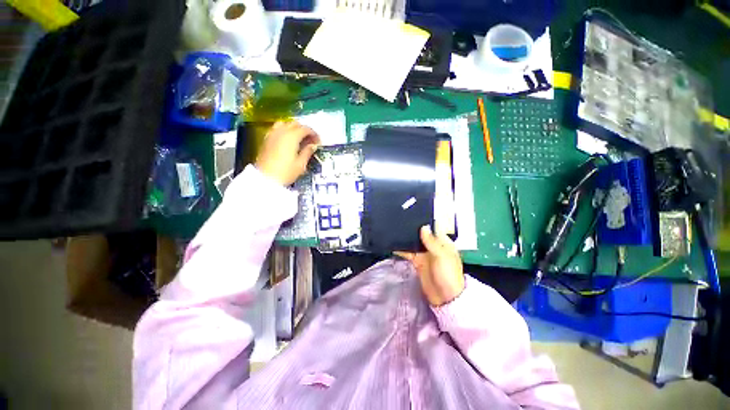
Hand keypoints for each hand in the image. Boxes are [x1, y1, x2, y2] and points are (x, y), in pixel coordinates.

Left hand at [255, 121, 320, 185]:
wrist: (265, 178)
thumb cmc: (285, 172)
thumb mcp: (301, 164)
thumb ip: (308, 152)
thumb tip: (313, 146)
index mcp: (292, 136)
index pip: (305, 129)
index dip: (314, 134)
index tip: (318, 141)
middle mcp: (282, 131)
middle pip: (295, 124)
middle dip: (304, 130)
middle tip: (310, 140)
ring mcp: (272, 134)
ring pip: (285, 124)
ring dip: (294, 128)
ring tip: (299, 138)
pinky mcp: (266, 139)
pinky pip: (277, 129)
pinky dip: (284, 130)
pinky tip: (287, 140)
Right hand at [396, 225, 464, 306]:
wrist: (445, 298)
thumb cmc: (447, 274)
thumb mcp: (442, 256)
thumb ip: (432, 242)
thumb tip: (423, 226)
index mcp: (443, 242)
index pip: (433, 227)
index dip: (425, 220)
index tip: (413, 211)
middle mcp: (433, 246)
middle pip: (422, 234)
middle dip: (413, 227)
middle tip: (400, 218)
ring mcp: (424, 254)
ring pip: (414, 242)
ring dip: (406, 237)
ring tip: (394, 227)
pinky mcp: (417, 261)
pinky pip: (408, 253)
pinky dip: (401, 249)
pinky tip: (393, 244)